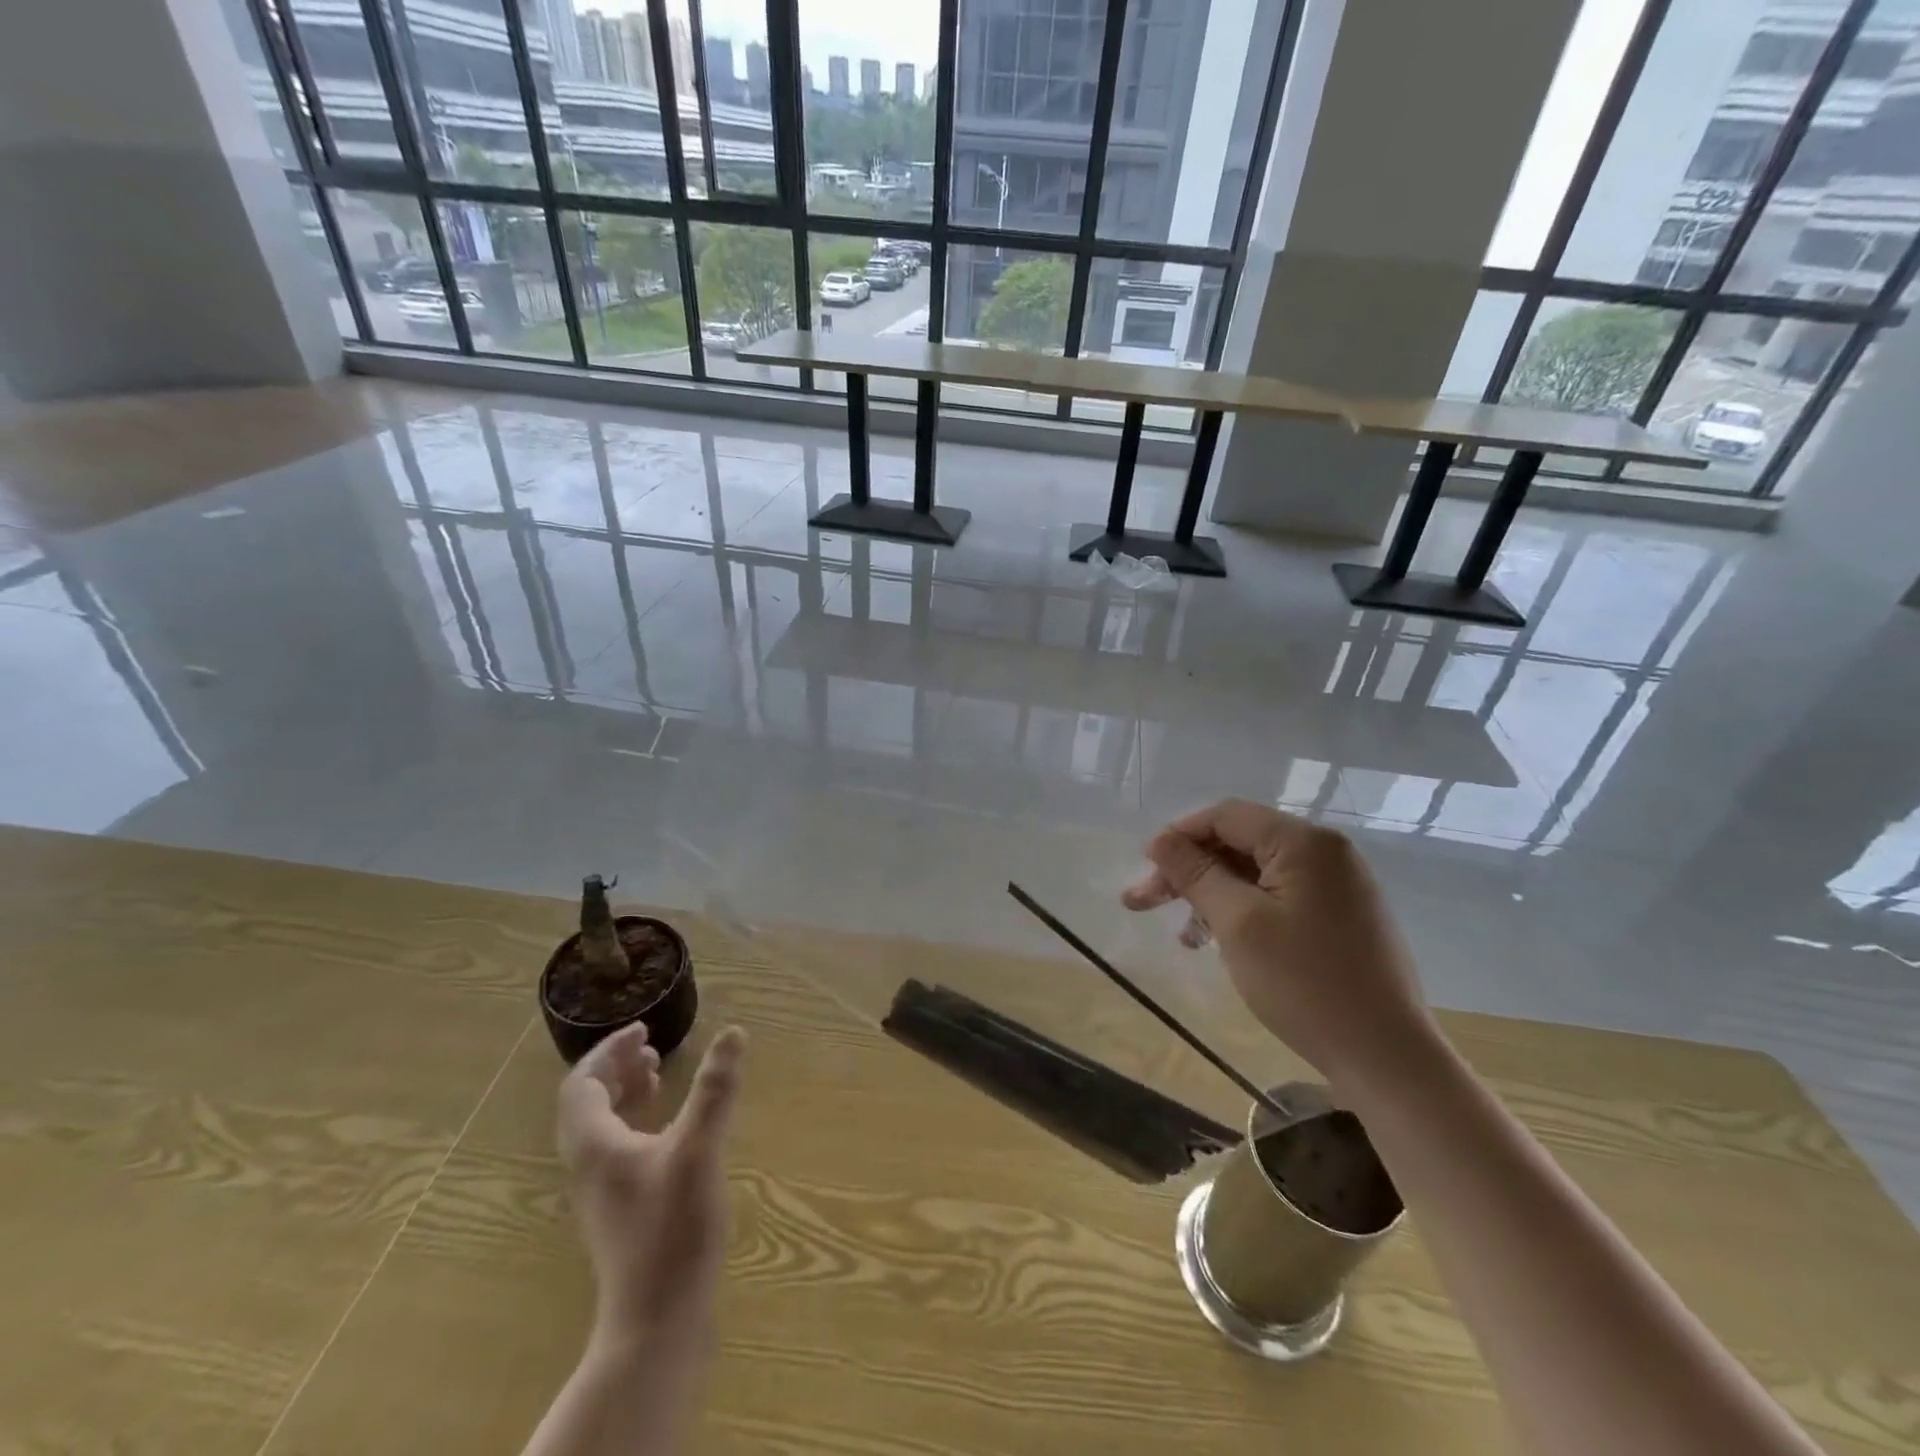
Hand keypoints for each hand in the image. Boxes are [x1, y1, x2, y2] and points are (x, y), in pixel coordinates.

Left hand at [557, 1023, 746, 1340]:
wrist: (656, 1322)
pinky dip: (635, 1123)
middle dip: (615, 1069)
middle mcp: (590, 1166)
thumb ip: (715, 1090)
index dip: (608, 1051)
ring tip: (657, 1077)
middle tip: (651, 1048)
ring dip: (624, 1094)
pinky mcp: (620, 1212)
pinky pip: (616, 1150)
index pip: (582, 1085)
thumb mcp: (699, 1150)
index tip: (643, 1030)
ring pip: (600, 1128)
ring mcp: (602, 1192)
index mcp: (596, 1147)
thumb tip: (733, 1032)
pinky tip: (669, 1129)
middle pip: (586, 1105)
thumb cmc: (672, 1230)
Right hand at [1121, 799, 1433, 1092]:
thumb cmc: (1305, 983)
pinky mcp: (1343, 916)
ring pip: (1257, 873)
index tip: (1145, 869)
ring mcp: (1339, 885)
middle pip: (1240, 843)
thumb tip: (1160, 840)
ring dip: (1212, 894)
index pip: (1226, 816)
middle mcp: (1326, 852)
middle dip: (1189, 870)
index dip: (1178, 837)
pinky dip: (1244, 911)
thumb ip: (1195, 873)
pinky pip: (1280, 897)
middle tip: (1144, 902)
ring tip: (1184, 936)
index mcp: (1305, 842)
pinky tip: (1220, 942)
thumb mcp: (1237, 922)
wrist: (1387, 1058)